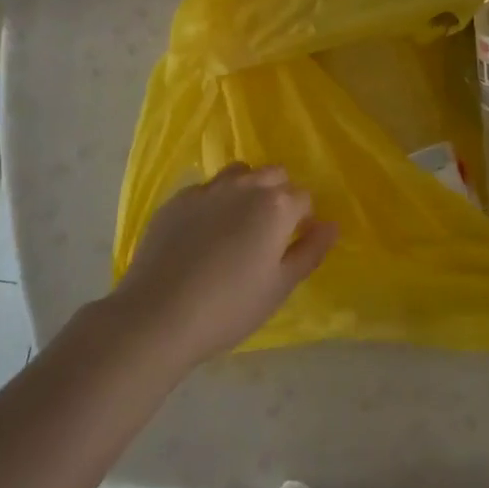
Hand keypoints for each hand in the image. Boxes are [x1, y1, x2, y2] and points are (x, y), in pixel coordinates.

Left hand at [113, 164, 336, 365]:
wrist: (157, 314)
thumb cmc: (229, 306)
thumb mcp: (280, 287)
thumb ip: (310, 251)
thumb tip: (331, 225)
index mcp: (276, 206)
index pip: (304, 198)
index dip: (302, 219)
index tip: (291, 244)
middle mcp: (245, 186)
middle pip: (274, 174)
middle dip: (278, 194)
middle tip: (267, 233)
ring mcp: (207, 189)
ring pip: (239, 173)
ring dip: (246, 189)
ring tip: (236, 225)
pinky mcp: (176, 199)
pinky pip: (205, 189)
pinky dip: (213, 202)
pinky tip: (202, 234)